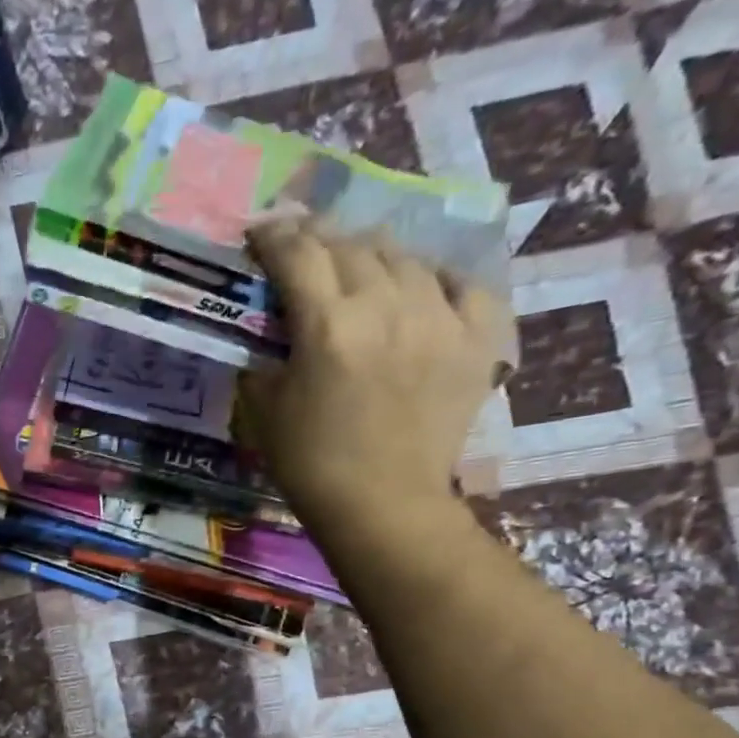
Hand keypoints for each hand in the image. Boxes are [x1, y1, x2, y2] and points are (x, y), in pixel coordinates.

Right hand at [244, 218, 511, 533]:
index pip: (298, 255)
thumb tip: (269, 333)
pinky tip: (421, 291)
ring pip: (406, 257)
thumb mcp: (265, 411)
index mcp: (328, 326)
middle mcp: (387, 306)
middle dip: (320, 238)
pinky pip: (463, 284)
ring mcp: (440, 318)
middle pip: (351, 246)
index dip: (275, 237)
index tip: (261, 233)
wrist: (383, 504)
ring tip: (358, 266)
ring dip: (372, 255)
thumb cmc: (311, 464)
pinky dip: (436, 280)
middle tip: (303, 246)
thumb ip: (264, 358)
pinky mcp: (477, 338)